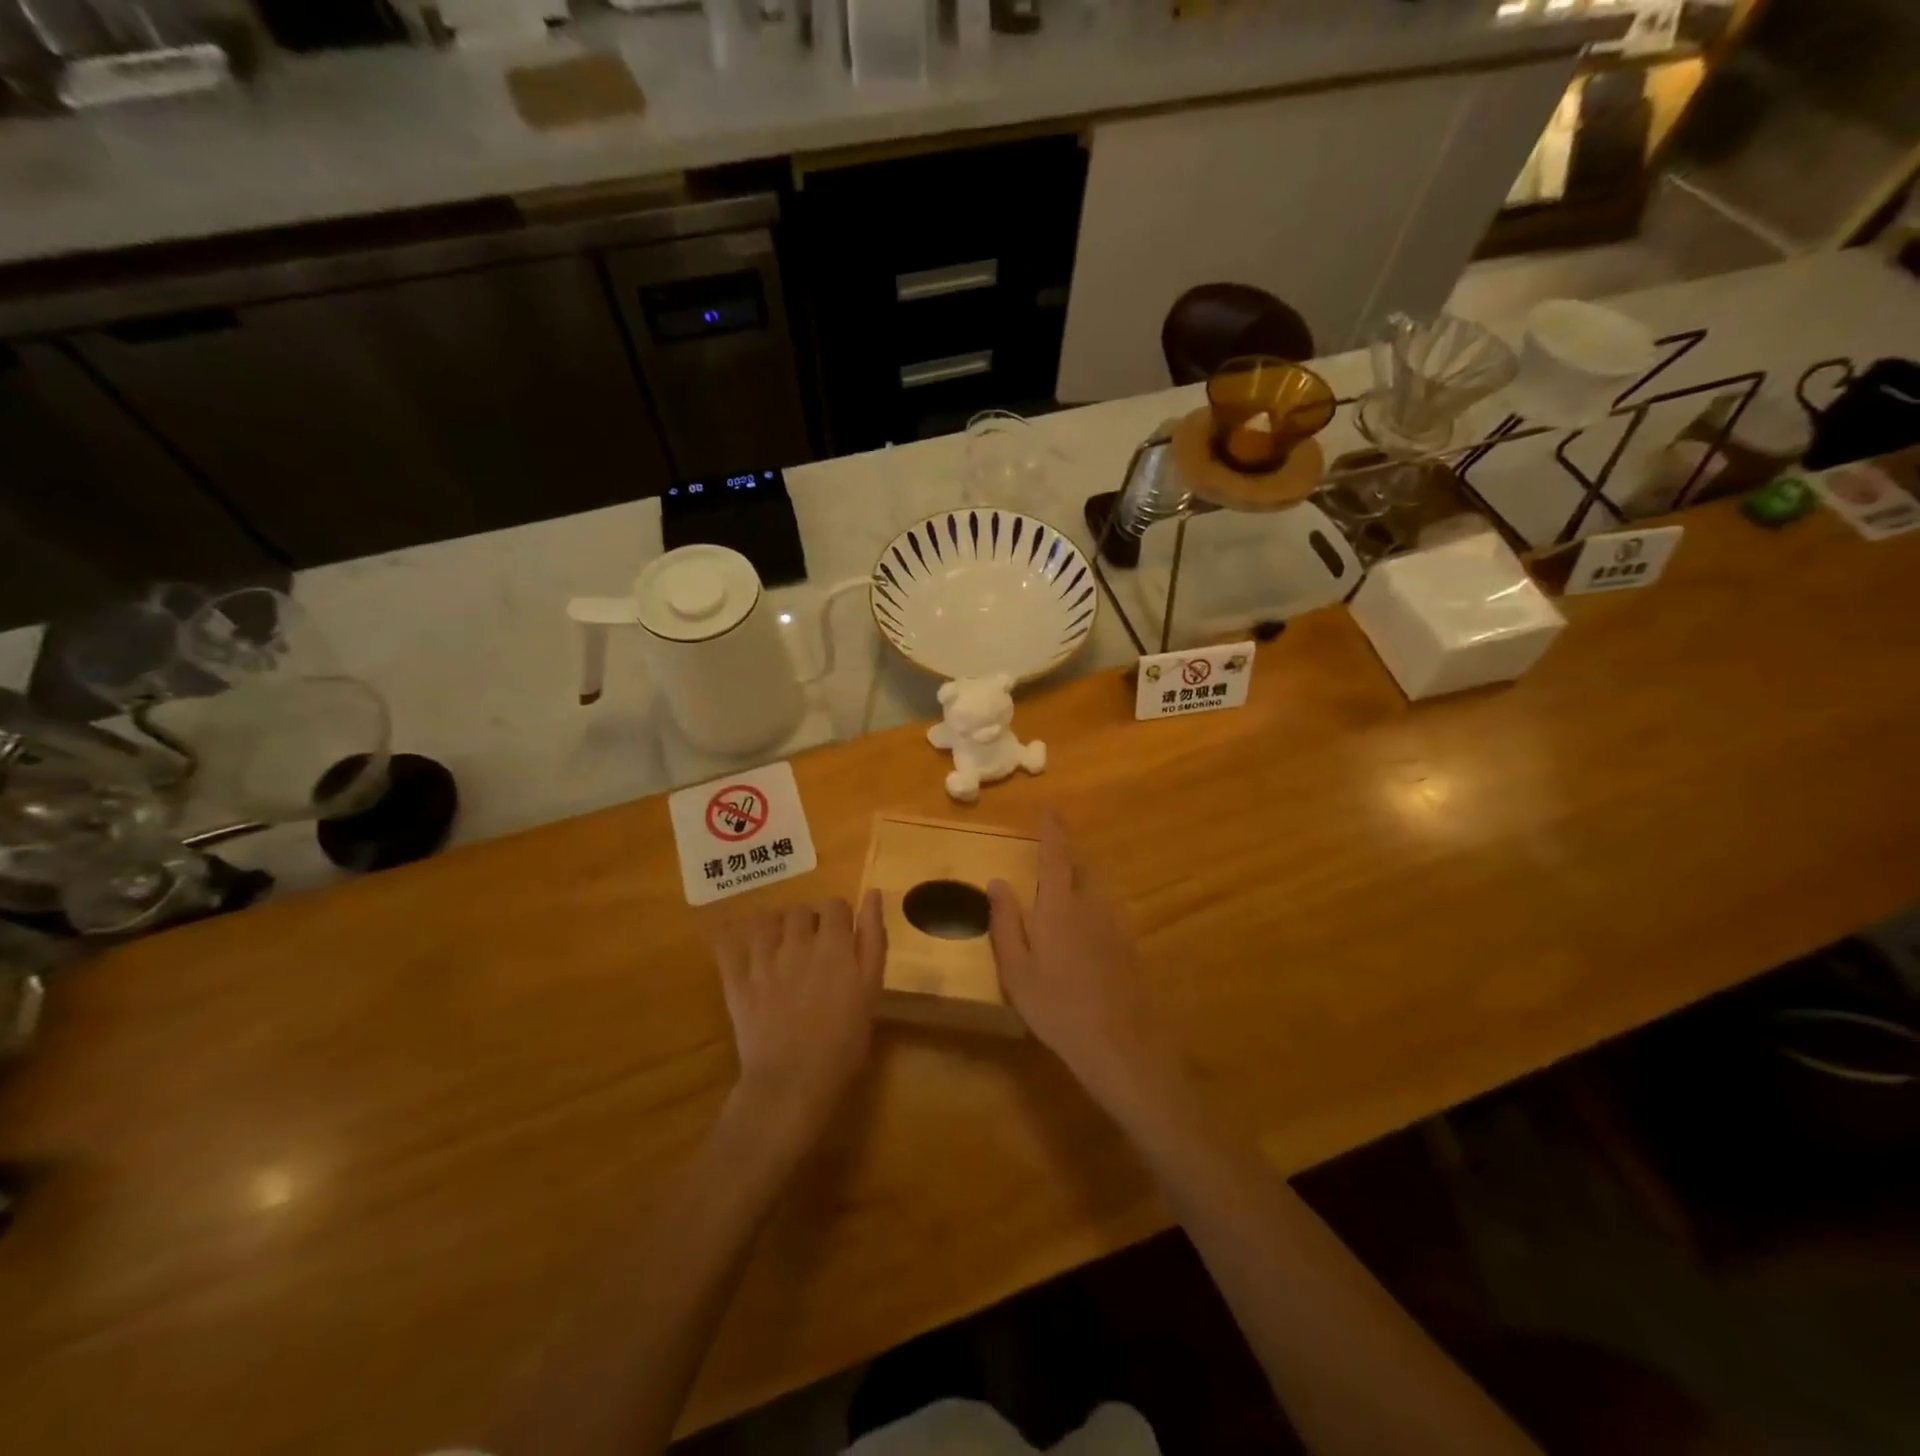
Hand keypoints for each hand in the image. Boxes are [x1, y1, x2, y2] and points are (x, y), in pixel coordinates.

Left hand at [709, 893, 886, 1155]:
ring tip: (780, 949)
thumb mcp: (871, 989)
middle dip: (808, 923)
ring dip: (775, 928)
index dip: (840, 918)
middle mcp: (796, 942)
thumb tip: (874, 893)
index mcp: (833, 944)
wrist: (794, 1081)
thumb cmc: (843, 1041)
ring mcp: (762, 959)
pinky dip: (731, 938)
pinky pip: (727, 943)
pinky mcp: (736, 979)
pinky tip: (741, 947)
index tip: (841, 939)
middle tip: (812, 950)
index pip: (835, 904)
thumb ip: (873, 938)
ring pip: (766, 920)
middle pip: (800, 910)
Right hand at [987, 817, 1183, 1127]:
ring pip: (1094, 894)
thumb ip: (1005, 922)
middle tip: (1046, 867)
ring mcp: (1115, 926)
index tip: (1052, 811)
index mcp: (1059, 907)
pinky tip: (1080, 945)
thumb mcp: (1017, 970)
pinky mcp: (1129, 948)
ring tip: (1058, 909)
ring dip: (1077, 889)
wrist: (1121, 1046)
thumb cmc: (1057, 1007)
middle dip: (1065, 861)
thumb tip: (998, 882)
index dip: (1053, 832)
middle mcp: (1091, 907)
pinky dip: (1089, 915)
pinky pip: (1105, 916)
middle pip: (1080, 871)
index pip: (1056, 857)